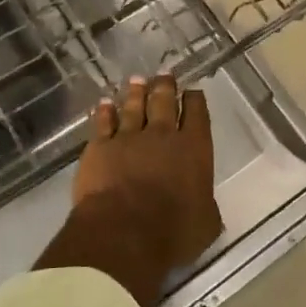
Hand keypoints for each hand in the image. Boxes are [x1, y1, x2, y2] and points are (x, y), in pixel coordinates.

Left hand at [38, 75, 221, 306]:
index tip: (193, 91)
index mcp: (194, 149)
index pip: (197, 115)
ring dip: (135, 93)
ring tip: (137, 80)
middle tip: (164, 74)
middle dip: (165, 87)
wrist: (124, 232)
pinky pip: (103, 123)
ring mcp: (128, 138)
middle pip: (164, 102)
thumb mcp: (206, 223)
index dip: (195, 100)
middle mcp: (162, 136)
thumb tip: (204, 203)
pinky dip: (104, 112)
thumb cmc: (173, 232)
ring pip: (133, 107)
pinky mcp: (99, 147)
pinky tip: (104, 104)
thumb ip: (205, 205)